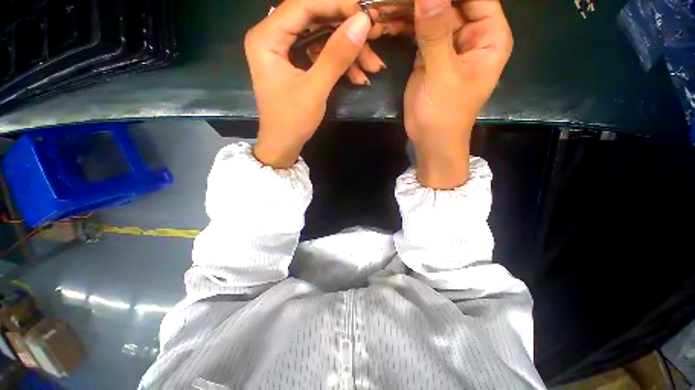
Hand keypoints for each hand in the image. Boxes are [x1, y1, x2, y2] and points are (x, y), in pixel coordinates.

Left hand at [245, 0, 371, 167]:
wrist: (284, 145)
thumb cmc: (292, 121)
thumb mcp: (315, 89)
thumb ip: (336, 55)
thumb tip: (363, 22)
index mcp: (267, 37)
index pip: (304, 5)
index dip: (337, 5)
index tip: (367, 15)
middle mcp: (273, 36)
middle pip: (316, 19)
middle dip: (347, 33)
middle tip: (375, 40)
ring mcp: (286, 50)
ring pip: (323, 38)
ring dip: (349, 54)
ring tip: (372, 68)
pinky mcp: (296, 63)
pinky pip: (322, 55)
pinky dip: (341, 66)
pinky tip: (358, 78)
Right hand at [404, 0, 512, 188]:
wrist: (430, 140)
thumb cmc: (444, 114)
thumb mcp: (442, 75)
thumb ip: (436, 34)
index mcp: (488, 35)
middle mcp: (471, 34)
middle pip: (451, 1)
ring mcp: (448, 43)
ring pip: (432, 13)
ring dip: (411, 8)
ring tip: (387, 3)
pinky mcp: (429, 54)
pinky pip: (418, 30)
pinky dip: (404, 23)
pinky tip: (388, 17)